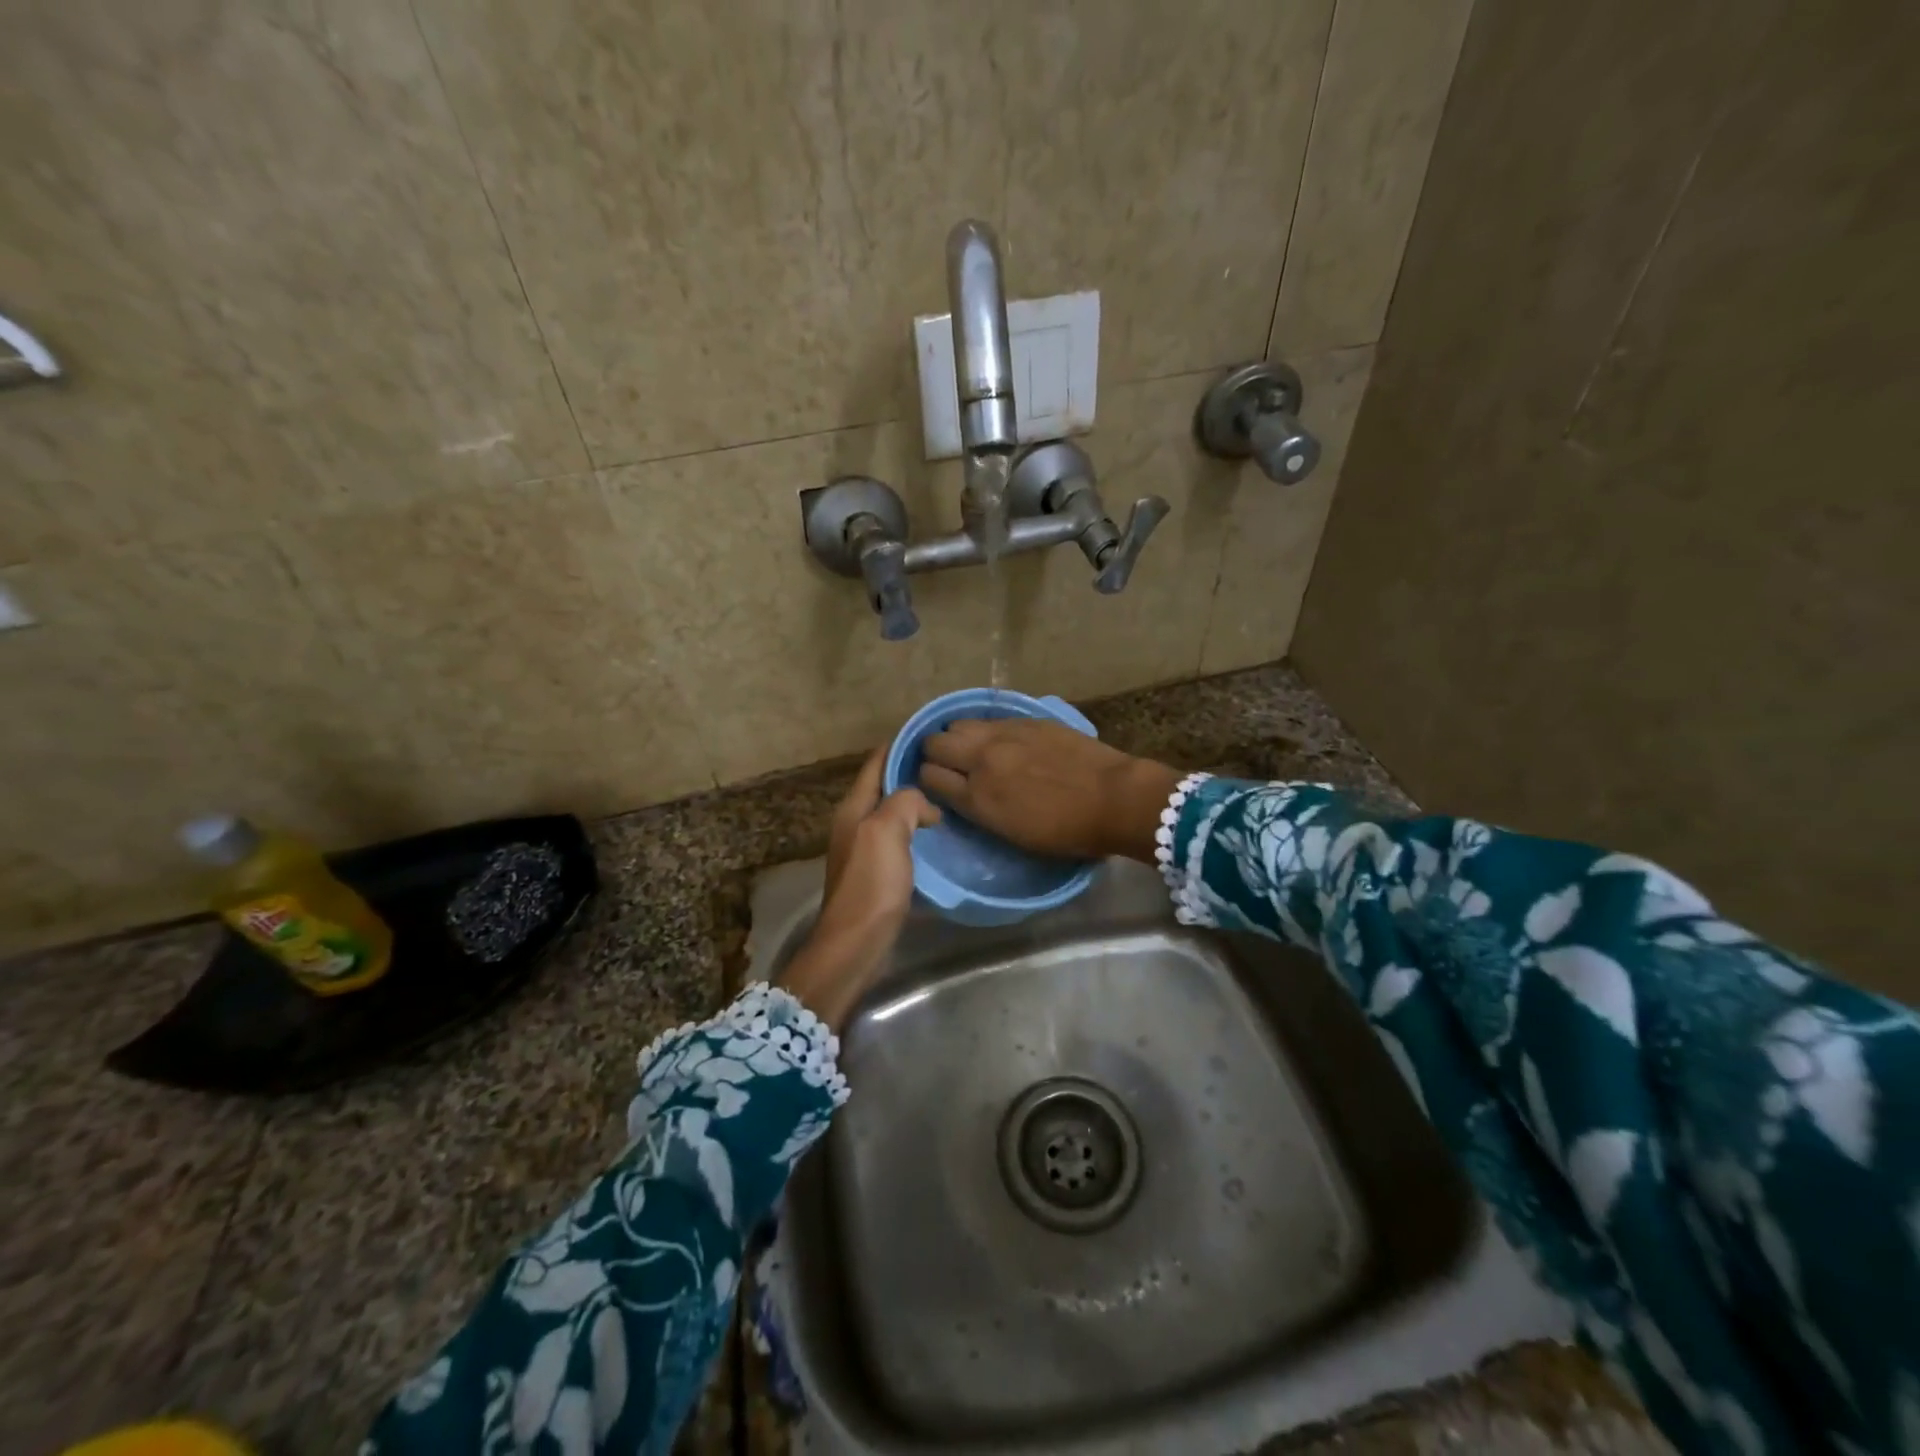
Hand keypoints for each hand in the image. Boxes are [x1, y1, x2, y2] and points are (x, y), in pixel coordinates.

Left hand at [778, 750, 938, 1030]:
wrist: (856, 944)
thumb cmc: (870, 885)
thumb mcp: (886, 830)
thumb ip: (905, 802)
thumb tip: (926, 805)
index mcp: (854, 808)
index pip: (876, 763)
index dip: (899, 745)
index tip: (930, 735)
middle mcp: (856, 824)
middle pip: (885, 788)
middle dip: (912, 774)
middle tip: (950, 767)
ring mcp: (866, 851)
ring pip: (895, 815)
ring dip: (918, 805)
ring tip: (952, 798)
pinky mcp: (879, 876)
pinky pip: (902, 841)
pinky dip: (920, 833)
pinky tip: (942, 838)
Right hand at [917, 718, 1182, 862]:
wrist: (1115, 799)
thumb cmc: (1067, 832)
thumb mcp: (1013, 834)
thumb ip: (980, 810)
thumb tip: (963, 794)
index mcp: (977, 798)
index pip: (927, 777)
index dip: (928, 782)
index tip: (939, 787)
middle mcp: (981, 760)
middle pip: (934, 743)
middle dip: (935, 754)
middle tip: (951, 765)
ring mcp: (1003, 735)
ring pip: (958, 724)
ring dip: (959, 737)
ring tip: (975, 749)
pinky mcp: (1026, 720)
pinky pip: (989, 719)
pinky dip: (986, 730)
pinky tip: (1001, 740)